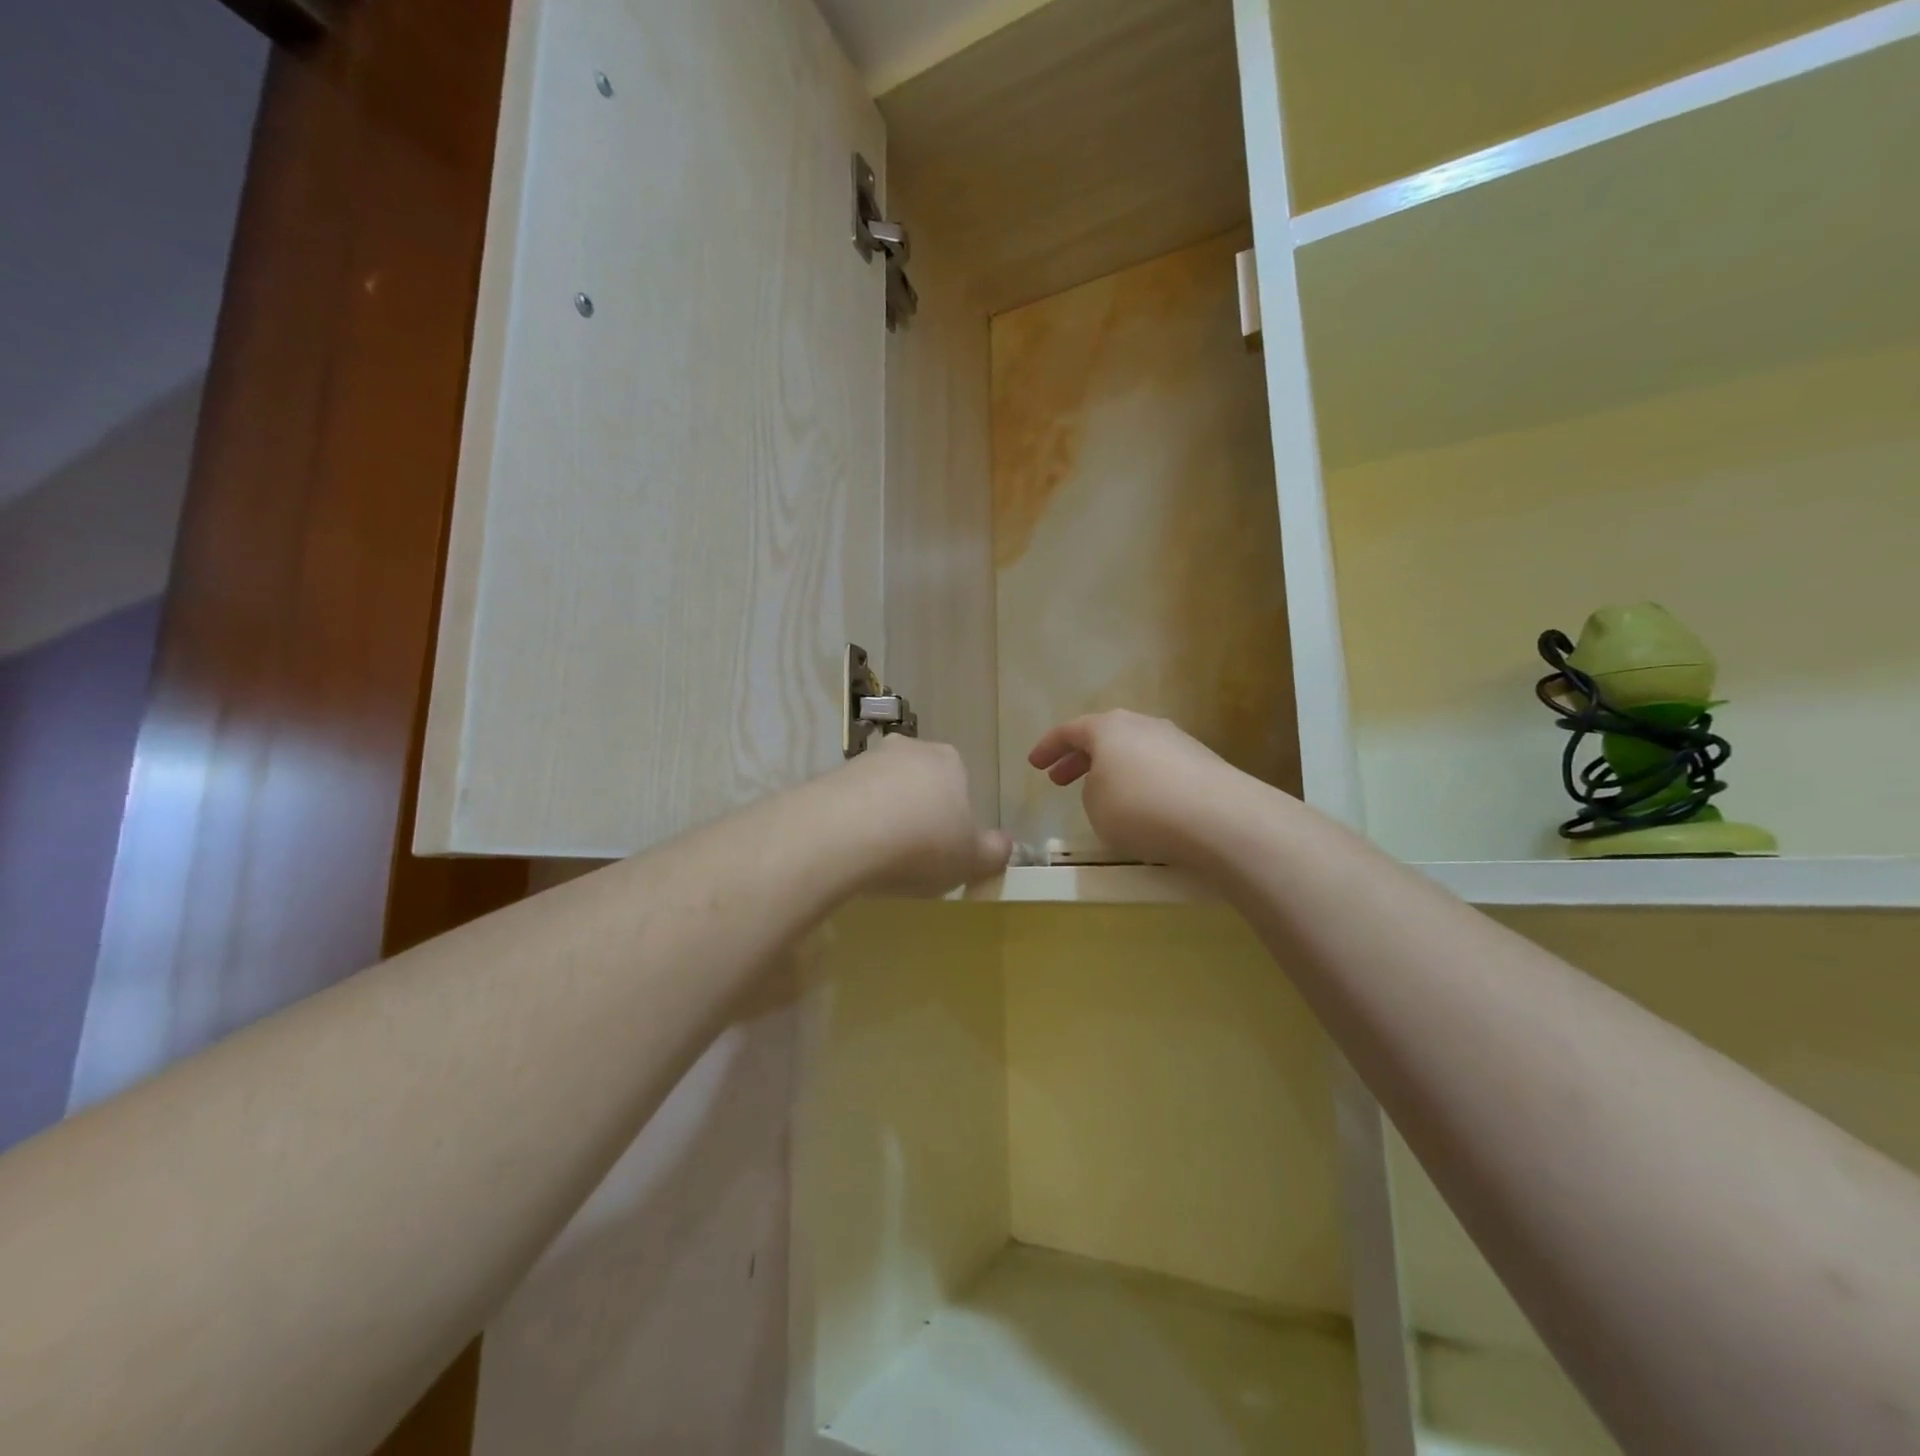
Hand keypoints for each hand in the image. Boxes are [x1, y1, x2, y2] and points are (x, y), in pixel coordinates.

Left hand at [839, 736, 1011, 894]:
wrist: (842, 835)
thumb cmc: (922, 843)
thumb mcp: (971, 859)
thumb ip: (993, 852)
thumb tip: (1004, 845)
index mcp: (948, 760)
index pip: (959, 782)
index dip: (955, 817)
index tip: (946, 849)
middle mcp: (907, 749)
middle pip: (919, 782)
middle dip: (917, 812)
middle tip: (913, 855)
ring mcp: (864, 759)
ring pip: (882, 791)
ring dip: (882, 818)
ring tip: (878, 860)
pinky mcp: (827, 777)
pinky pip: (848, 804)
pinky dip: (852, 825)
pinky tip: (850, 853)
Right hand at [1027, 711, 1246, 868]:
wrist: (1219, 818)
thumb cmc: (1140, 807)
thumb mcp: (1096, 806)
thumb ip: (1092, 790)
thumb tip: (1109, 784)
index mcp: (1108, 727)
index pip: (1069, 731)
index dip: (1047, 747)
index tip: (1033, 764)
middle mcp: (1142, 725)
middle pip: (1103, 737)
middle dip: (1078, 758)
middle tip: (1060, 779)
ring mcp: (1176, 741)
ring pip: (1132, 751)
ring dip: (1111, 770)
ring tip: (1101, 794)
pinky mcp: (1201, 763)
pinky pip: (1158, 768)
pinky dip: (1141, 782)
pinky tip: (1141, 806)